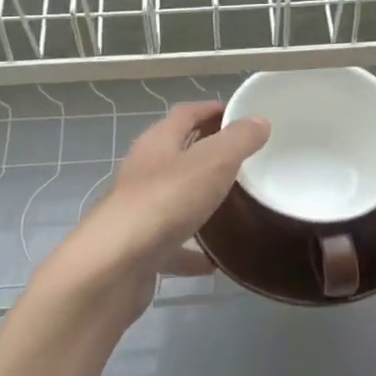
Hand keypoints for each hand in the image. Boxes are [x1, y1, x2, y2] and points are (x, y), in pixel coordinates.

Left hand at [29, 101, 269, 330]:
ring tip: (235, 206)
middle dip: (209, 154)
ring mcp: (141, 211)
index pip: (186, 114)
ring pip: (175, 199)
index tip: (242, 115)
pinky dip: (193, 250)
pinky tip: (215, 260)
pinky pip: (173, 245)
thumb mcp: (212, 162)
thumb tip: (259, 120)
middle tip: (247, 160)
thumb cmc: (165, 201)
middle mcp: (144, 171)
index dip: (212, 110)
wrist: (116, 266)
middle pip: (179, 154)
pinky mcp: (141, 247)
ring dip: (200, 201)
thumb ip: (238, 140)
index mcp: (158, 143)